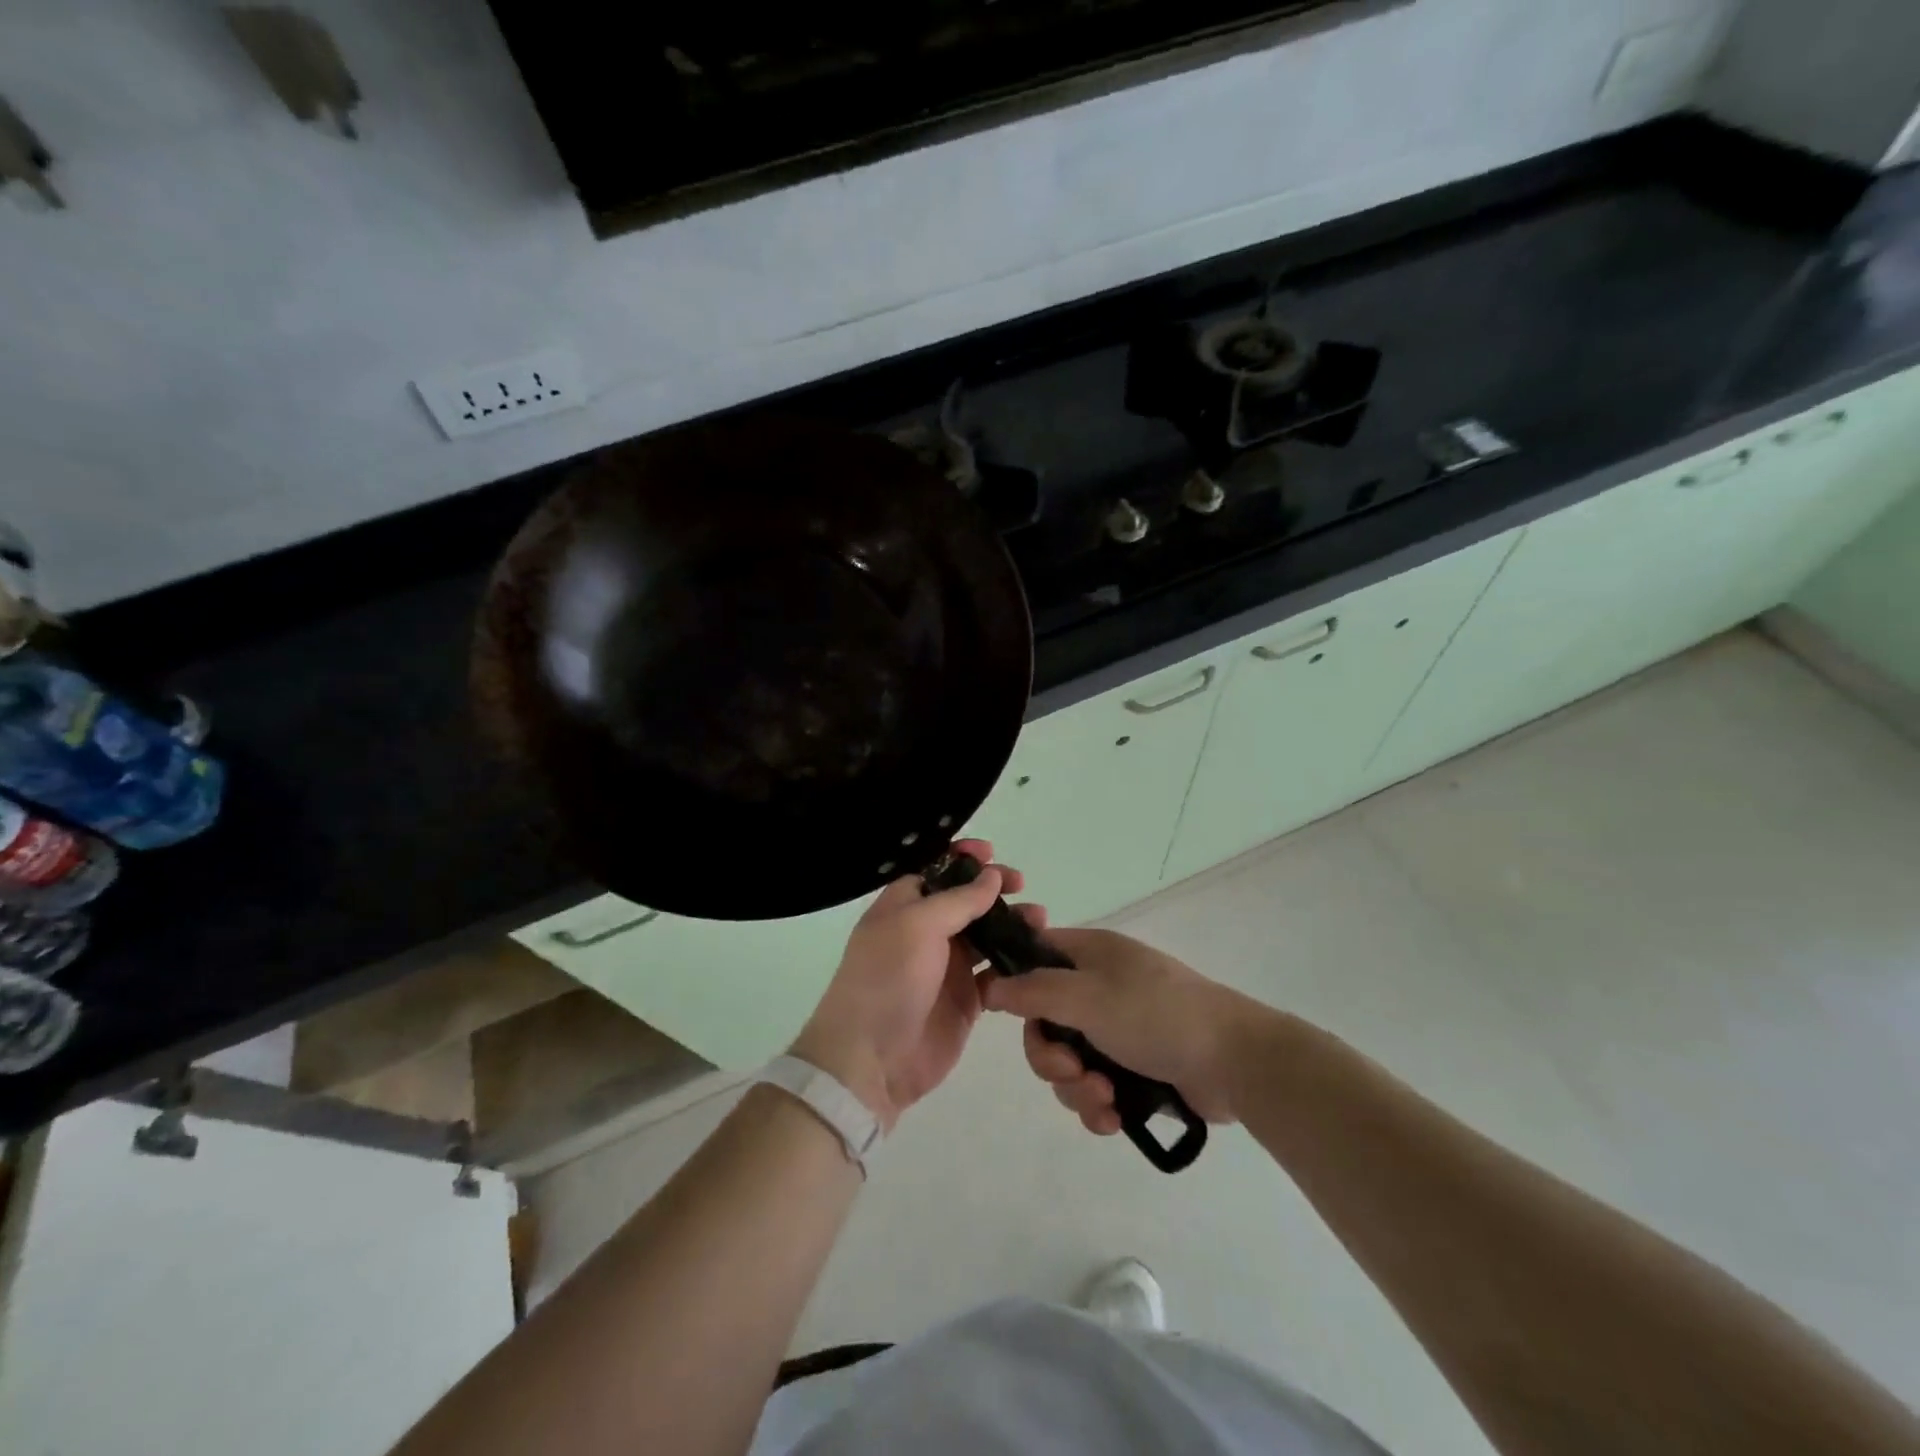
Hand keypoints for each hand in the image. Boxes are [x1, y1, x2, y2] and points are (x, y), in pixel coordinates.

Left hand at [792, 840, 1039, 1130]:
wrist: (871, 1060)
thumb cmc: (887, 979)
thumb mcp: (918, 926)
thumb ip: (959, 900)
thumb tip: (991, 875)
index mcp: (904, 906)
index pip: (937, 870)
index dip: (963, 858)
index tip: (991, 853)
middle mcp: (926, 931)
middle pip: (966, 900)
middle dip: (994, 889)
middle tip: (1022, 885)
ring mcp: (947, 967)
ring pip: (986, 935)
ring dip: (1012, 924)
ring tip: (1039, 920)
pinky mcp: (966, 1001)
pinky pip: (996, 974)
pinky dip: (1015, 965)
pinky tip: (1036, 958)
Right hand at [982, 927, 1270, 1132]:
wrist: (1235, 1061)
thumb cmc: (1156, 1014)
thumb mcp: (1088, 996)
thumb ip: (1034, 991)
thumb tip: (990, 985)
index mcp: (1089, 955)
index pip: (1033, 956)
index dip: (1013, 982)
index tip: (998, 1012)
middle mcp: (1099, 987)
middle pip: (1045, 1021)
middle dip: (1050, 1056)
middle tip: (1071, 1071)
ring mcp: (1118, 1028)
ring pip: (1068, 1061)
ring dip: (1076, 1087)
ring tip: (1105, 1099)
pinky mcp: (1135, 1068)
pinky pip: (1094, 1086)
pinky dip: (1098, 1105)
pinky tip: (1114, 1119)